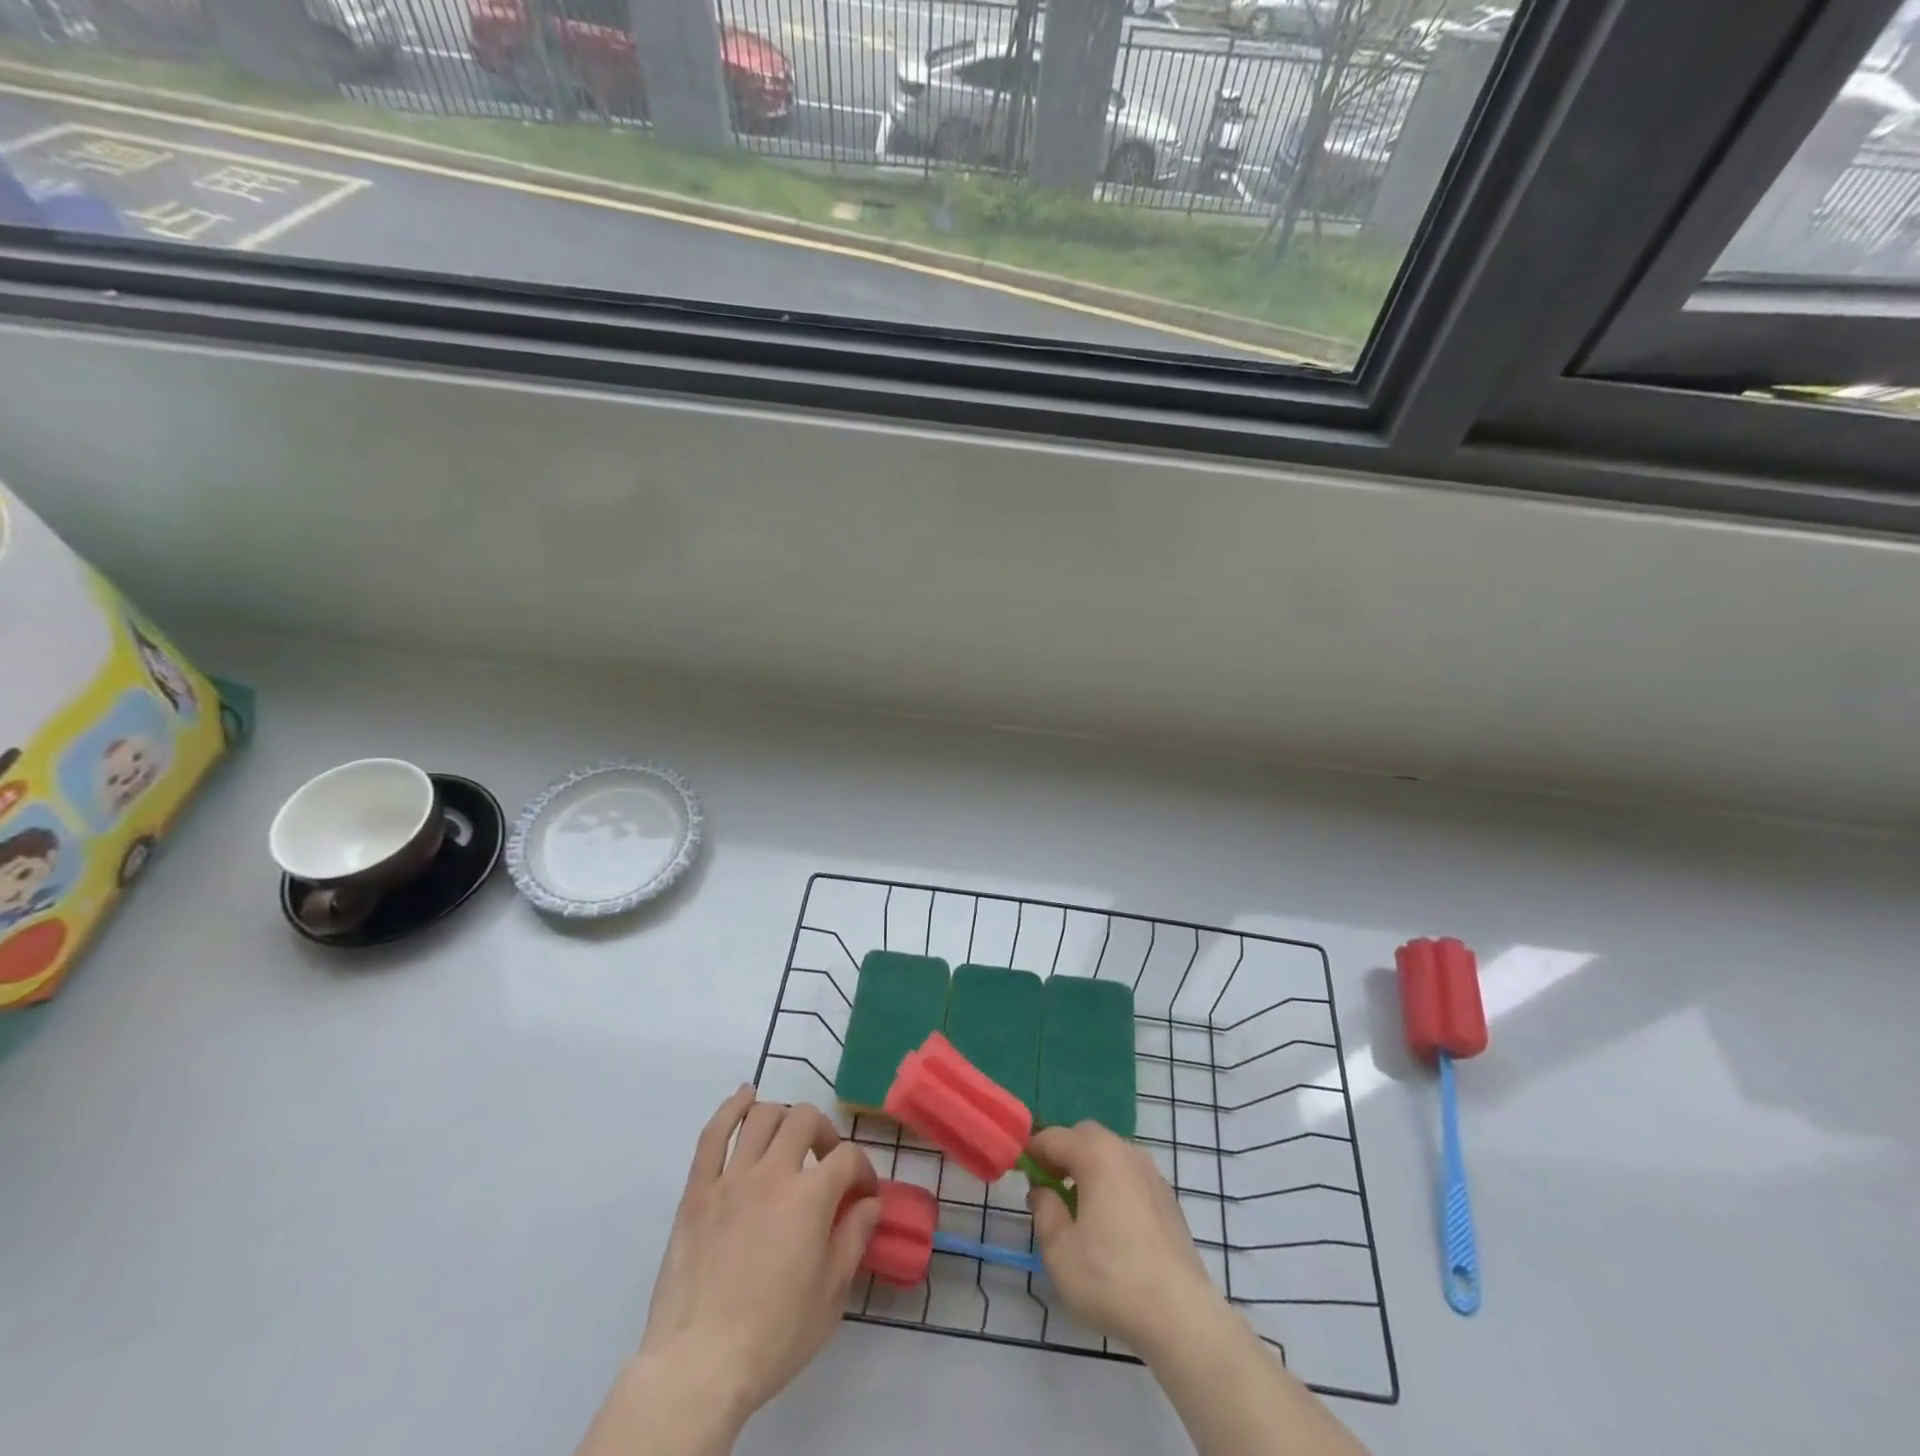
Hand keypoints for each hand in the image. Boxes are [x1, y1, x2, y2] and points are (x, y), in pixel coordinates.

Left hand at [596, 1088, 880, 1451]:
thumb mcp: (830, 1296)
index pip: (847, 1158)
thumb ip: (853, 1238)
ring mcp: (731, 1178)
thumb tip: (869, 1203)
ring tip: (788, 1137)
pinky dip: (730, 1108)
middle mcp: (773, 1173)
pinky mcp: (697, 1191)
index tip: (863, 1196)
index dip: (862, 1172)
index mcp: (810, 1198)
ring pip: (761, 1117)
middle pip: (804, 1119)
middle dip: (824, 1133)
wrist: (698, 1366)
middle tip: (826, 1161)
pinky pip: (712, 1135)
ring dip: (782, 1117)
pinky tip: (744, 1097)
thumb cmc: (773, 1337)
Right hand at [1027, 1121, 1224, 1356]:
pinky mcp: (1168, 1199)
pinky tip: (1108, 1222)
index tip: (1018, 1171)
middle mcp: (1126, 1152)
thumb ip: (1044, 1210)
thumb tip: (1041, 1190)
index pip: (1054, 1137)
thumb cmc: (1111, 1278)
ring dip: (1088, 1167)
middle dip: (1062, 1153)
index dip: (1032, 1151)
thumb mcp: (1059, 1250)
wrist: (1181, 1315)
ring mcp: (1151, 1174)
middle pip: (1085, 1137)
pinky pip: (1129, 1175)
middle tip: (1047, 1185)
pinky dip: (1112, 1183)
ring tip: (1076, 1206)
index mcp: (1097, 1154)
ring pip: (1110, 1154)